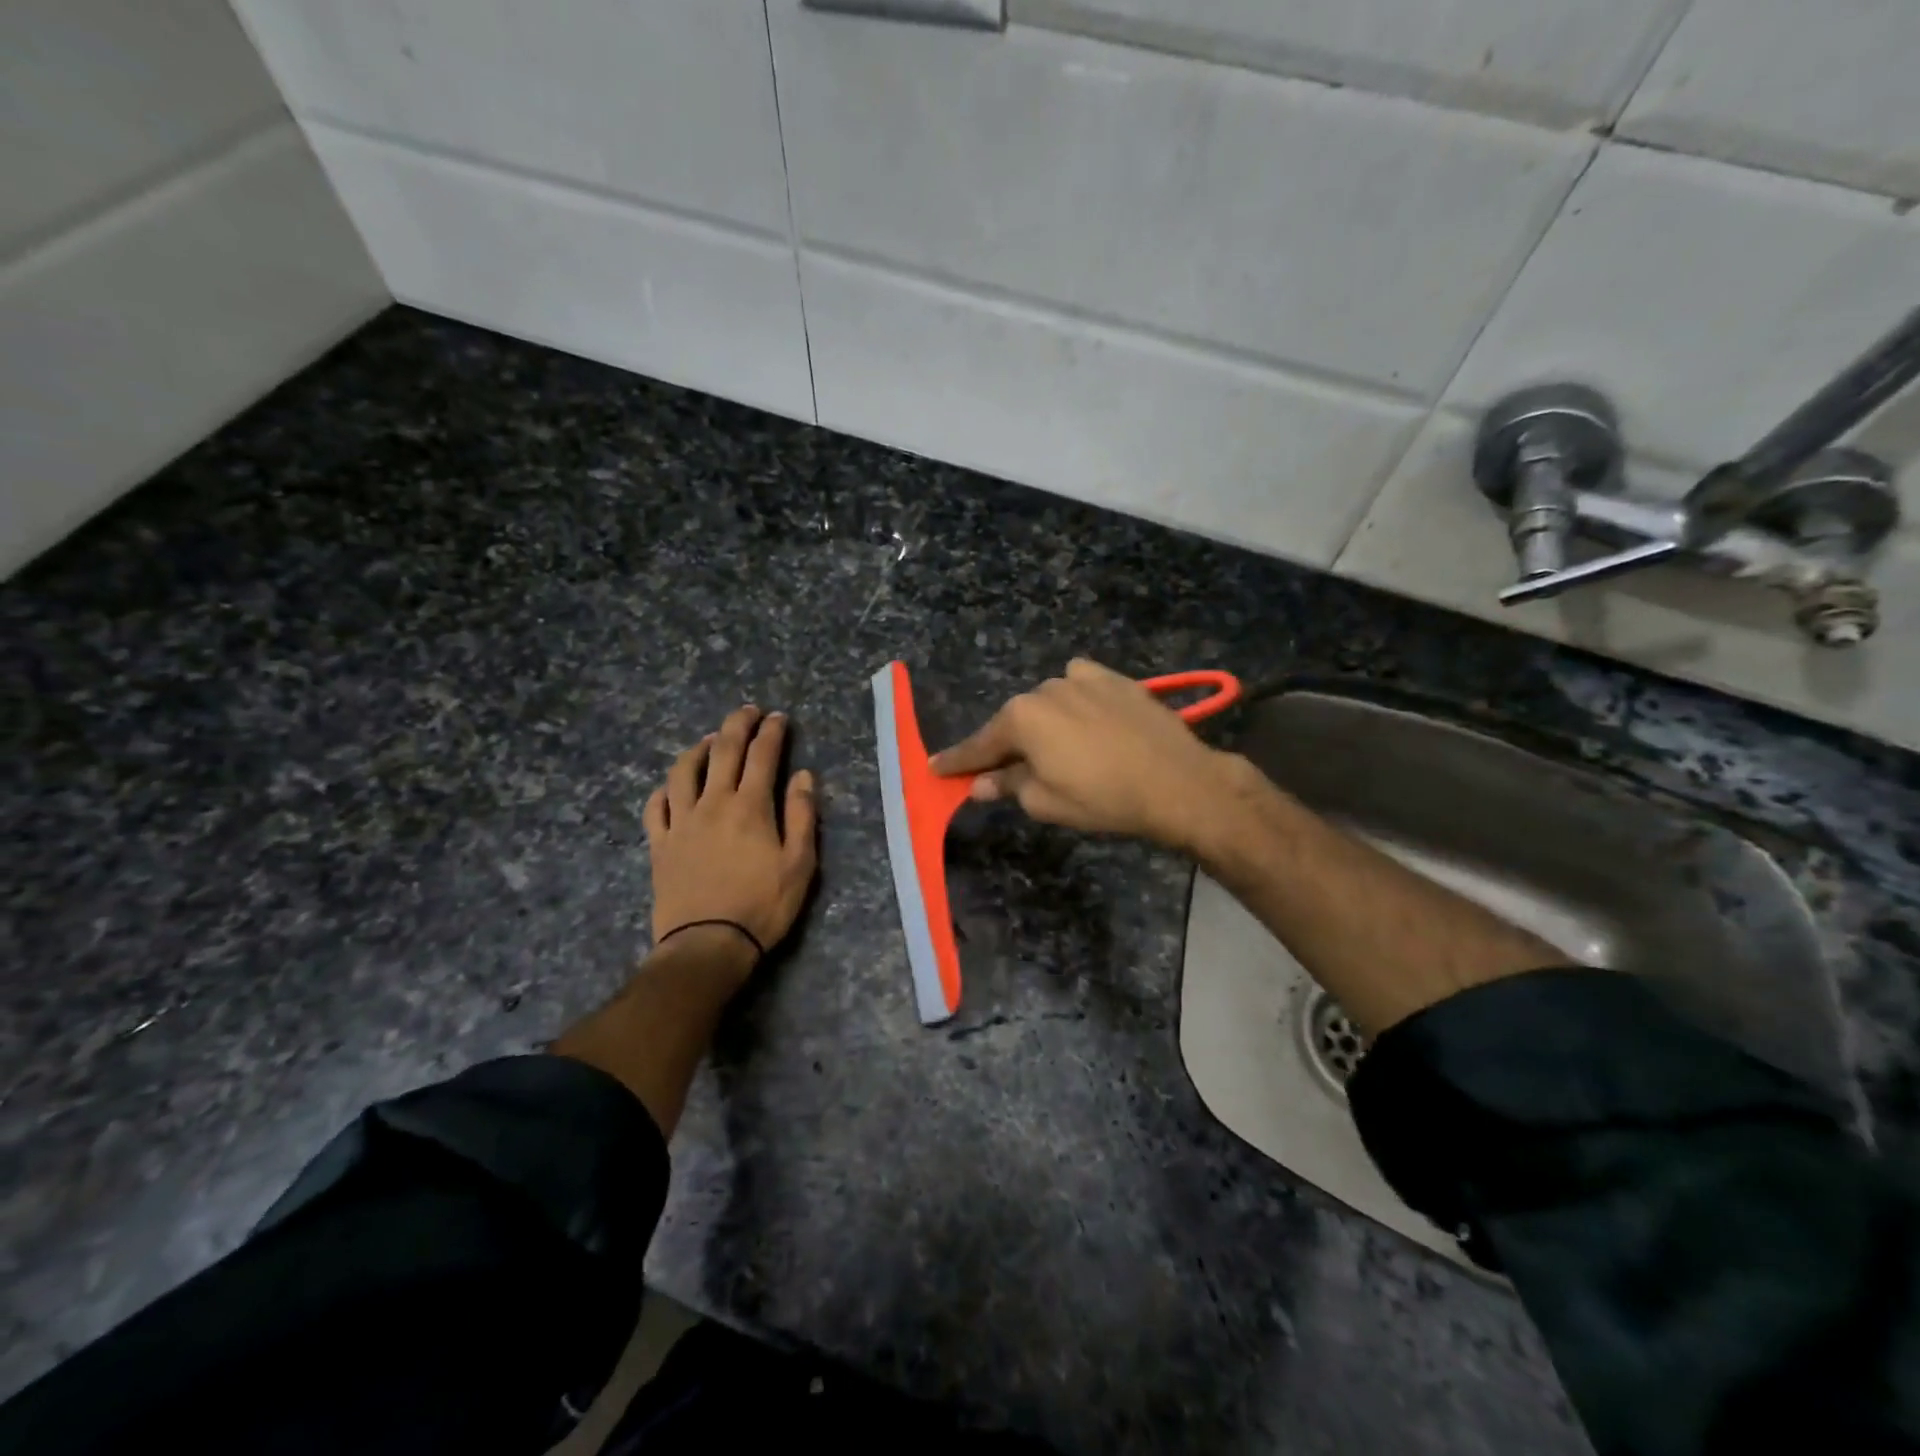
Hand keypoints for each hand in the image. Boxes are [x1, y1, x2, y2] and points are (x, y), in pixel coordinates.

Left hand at [645, 706, 818, 962]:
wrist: (707, 944)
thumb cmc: (762, 905)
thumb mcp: (800, 863)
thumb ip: (801, 814)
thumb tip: (803, 775)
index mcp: (750, 806)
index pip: (762, 755)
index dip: (772, 732)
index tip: (778, 717)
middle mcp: (713, 803)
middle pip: (722, 751)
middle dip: (737, 725)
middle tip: (747, 711)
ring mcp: (681, 822)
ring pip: (683, 770)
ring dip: (698, 747)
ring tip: (709, 739)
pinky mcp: (660, 843)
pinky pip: (656, 806)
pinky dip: (665, 788)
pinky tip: (672, 785)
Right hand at [931, 658, 1234, 851]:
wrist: (1177, 782)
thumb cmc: (1103, 799)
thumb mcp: (1045, 802)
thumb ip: (1007, 785)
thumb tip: (979, 783)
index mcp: (1021, 719)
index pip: (979, 745)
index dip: (957, 761)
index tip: (935, 768)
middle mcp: (1045, 689)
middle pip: (1015, 721)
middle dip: (1008, 745)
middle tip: (1007, 770)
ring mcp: (1082, 679)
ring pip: (1048, 702)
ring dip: (1045, 723)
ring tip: (1061, 749)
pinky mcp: (1115, 678)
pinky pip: (1081, 684)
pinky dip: (1075, 700)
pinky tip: (1086, 717)